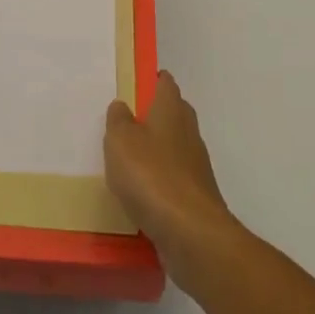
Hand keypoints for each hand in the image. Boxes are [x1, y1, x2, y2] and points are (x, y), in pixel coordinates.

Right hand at [105, 71, 239, 283]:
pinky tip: (140, 192)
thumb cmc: (151, 176)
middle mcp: (188, 131)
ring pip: (173, 147)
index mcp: (171, 109)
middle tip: (124, 121)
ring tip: (126, 159)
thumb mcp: (120, 141)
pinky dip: (159, 180)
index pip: (165, 83)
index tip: (134, 82)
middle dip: (153, 114)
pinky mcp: (195, 196)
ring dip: (155, 149)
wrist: (191, 234)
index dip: (151, 79)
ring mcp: (195, 165)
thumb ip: (118, 120)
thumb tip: (122, 105)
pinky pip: (173, 178)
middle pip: (173, 113)